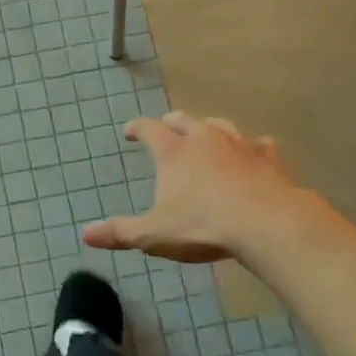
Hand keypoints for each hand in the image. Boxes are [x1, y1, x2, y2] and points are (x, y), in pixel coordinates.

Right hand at [83, 112, 320, 262]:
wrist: (267, 224)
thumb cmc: (203, 227)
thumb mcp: (154, 235)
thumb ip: (120, 233)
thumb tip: (85, 234)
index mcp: (173, 152)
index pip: (149, 129)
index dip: (137, 128)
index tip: (130, 131)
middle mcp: (204, 139)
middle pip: (184, 120)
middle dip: (171, 123)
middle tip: (166, 129)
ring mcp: (240, 145)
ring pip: (220, 125)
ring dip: (209, 129)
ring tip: (206, 135)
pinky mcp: (269, 158)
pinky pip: (258, 144)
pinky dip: (250, 147)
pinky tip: (253, 154)